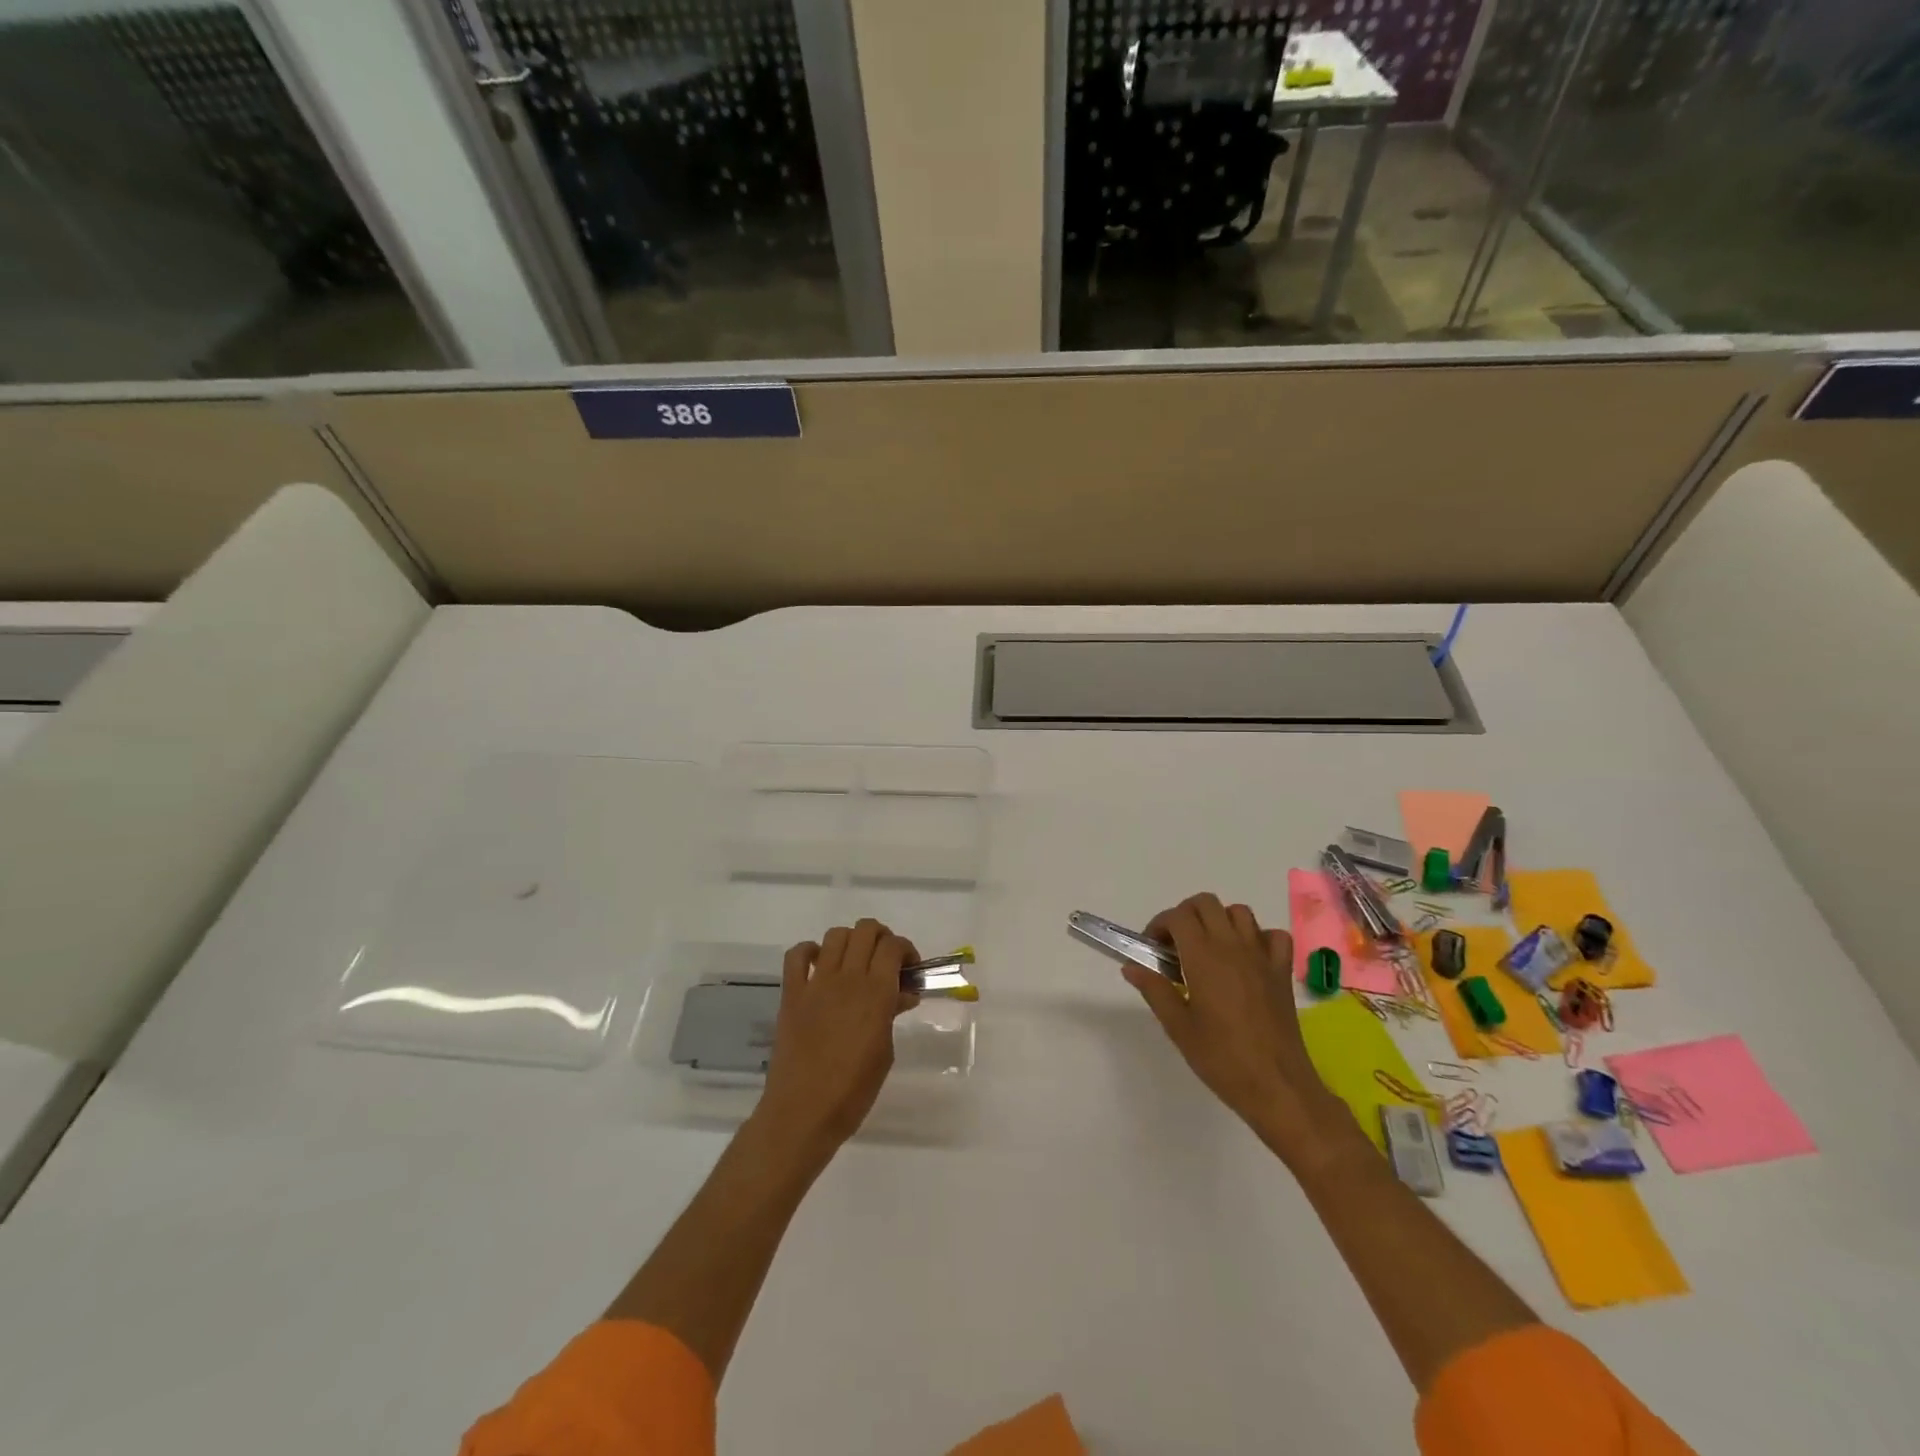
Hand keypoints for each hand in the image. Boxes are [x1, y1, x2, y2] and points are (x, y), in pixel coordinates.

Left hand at [756, 919, 919, 1159]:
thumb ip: (892, 1014)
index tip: (910, 969)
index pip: (893, 946)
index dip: (906, 949)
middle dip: (881, 937)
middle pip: (865, 930)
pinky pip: (796, 956)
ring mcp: (816, 984)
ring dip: (850, 941)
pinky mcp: (792, 994)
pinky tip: (819, 966)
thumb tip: (902, 994)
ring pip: (835, 935)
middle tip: (885, 962)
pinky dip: (809, 952)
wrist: (803, 1112)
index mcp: (875, 993)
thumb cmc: (853, 1090)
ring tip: (855, 962)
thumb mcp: (885, 1052)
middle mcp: (847, 979)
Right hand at [1124, 893, 1344, 1160]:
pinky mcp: (1282, 971)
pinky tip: (1247, 959)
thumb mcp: (1178, 1027)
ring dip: (1219, 921)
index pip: (1178, 916)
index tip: (1153, 949)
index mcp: (1203, 957)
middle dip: (1186, 915)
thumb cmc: (1222, 1059)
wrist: (1277, 1086)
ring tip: (1209, 950)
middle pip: (1206, 903)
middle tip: (1176, 946)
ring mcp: (1262, 956)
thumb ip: (1155, 990)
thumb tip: (1131, 967)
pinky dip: (1258, 937)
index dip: (1160, 925)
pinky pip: (1273, 935)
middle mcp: (1233, 946)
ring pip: (1239, 912)